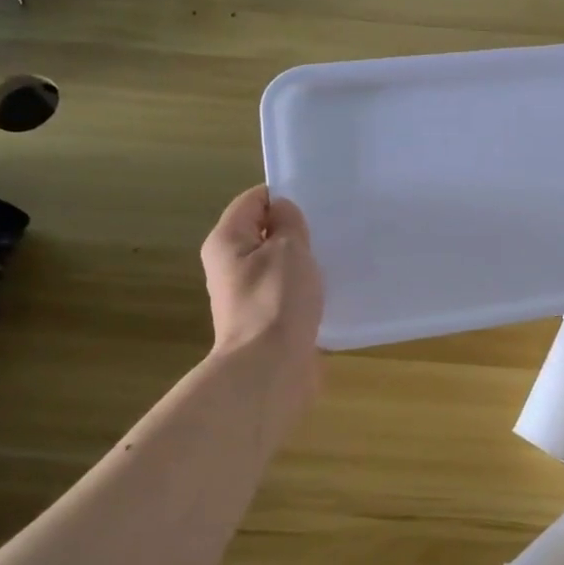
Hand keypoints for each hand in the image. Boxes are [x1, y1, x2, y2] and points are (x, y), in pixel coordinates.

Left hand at [200, 186, 323, 405]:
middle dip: (296, 230)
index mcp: (227, 241)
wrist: (270, 368)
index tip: (319, 204)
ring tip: (336, 258)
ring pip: (278, 265)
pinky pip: (287, 293)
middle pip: (264, 233)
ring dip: (304, 262)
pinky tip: (331, 291)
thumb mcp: (289, 249)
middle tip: (332, 229)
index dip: (284, 196)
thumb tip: (283, 212)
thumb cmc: (277, 300)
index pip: (253, 201)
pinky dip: (306, 289)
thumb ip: (289, 224)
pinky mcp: (265, 320)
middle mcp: (230, 266)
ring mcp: (247, 295)